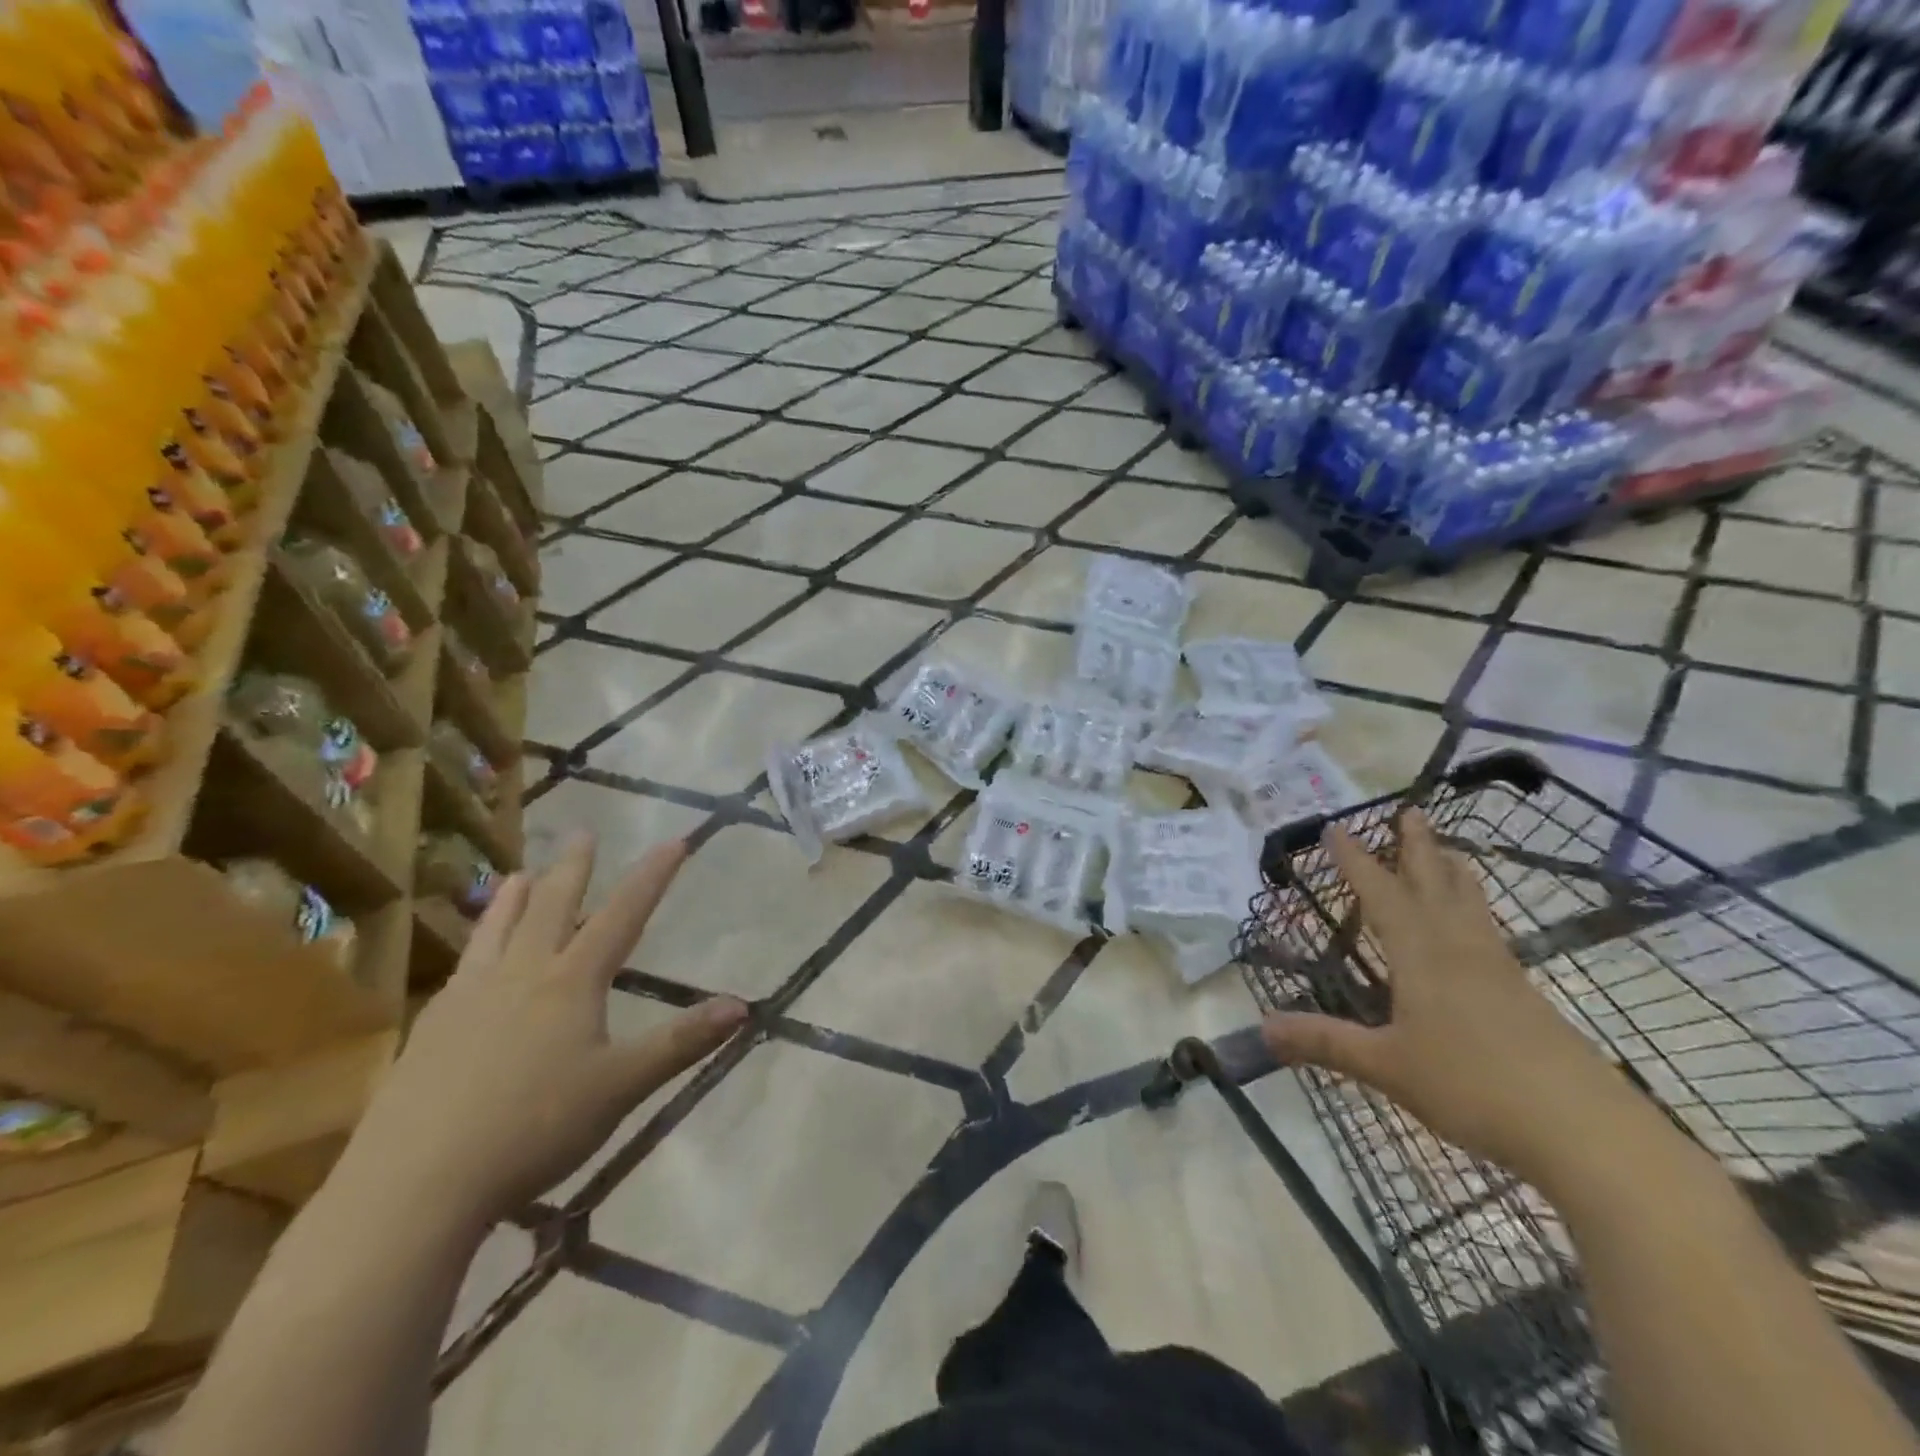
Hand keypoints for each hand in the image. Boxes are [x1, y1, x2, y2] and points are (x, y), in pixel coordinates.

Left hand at [344, 835, 747, 1231]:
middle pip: (552, 907)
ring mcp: (469, 998)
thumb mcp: (621, 1087)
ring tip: (518, 874)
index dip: (652, 877)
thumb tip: (742, 1007)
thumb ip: (681, 1043)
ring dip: (513, 898)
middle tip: (582, 832)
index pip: (622, 915)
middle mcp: (521, 975)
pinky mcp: (430, 1030)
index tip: (674, 841)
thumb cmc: (534, 1128)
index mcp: (571, 982)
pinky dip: (475, 945)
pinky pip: (462, 968)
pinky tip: (470, 962)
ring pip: (497, 931)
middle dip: (574, 868)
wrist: (415, 1183)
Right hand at [1260, 810, 1638, 1184]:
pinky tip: (1477, 931)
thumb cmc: (1473, 1086)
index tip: (1336, 828)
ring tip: (1449, 851)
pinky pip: (1491, 934)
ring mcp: (1499, 971)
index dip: (1355, 862)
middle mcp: (1460, 950)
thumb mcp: (1386, 1066)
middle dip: (1417, 848)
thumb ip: (1325, 1042)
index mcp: (1421, 956)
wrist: (1585, 1130)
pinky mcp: (1525, 997)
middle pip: (1436, 885)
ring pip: (1471, 906)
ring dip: (1453, 873)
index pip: (1381, 896)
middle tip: (1411, 811)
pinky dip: (1475, 912)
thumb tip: (1262, 1028)